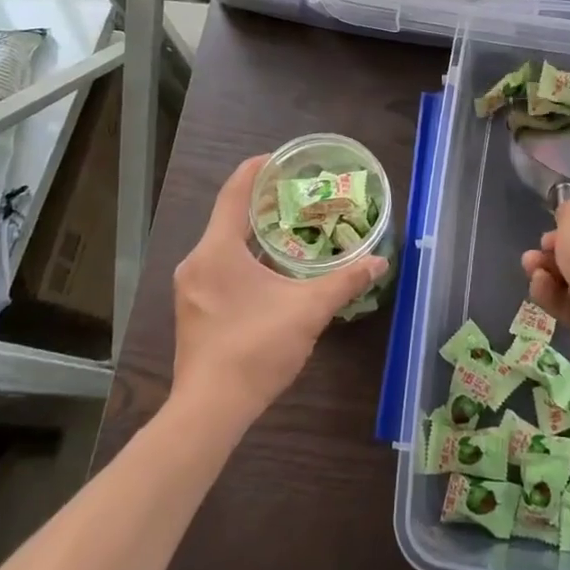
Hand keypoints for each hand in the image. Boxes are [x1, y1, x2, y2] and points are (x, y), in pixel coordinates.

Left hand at [171, 155, 386, 423]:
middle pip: (228, 217)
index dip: (256, 170)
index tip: (280, 159)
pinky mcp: (193, 309)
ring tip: (290, 228)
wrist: (210, 410)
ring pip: (223, 244)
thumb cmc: (256, 349)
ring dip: (253, 233)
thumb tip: (378, 262)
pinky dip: (244, 257)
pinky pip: (218, 266)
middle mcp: (197, 262)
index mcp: (218, 251)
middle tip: (297, 196)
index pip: (234, 193)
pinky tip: (271, 270)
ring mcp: (191, 288)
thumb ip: (344, 282)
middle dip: (262, 203)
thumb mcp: (308, 311)